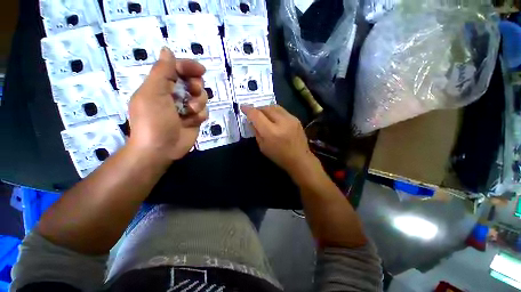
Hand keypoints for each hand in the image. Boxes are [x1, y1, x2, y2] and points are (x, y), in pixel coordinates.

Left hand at [127, 47, 207, 161]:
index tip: (200, 70)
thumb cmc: (152, 120)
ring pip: (201, 94)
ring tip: (190, 111)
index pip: (177, 67)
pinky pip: (204, 110)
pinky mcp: (191, 120)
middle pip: (192, 79)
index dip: (188, 66)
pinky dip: (199, 115)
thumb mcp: (152, 91)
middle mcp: (171, 94)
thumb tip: (166, 49)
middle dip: (196, 84)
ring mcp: (182, 108)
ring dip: (198, 100)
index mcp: (159, 85)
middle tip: (193, 91)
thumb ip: (161, 69)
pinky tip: (190, 122)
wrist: (157, 151)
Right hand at [241, 105, 317, 177]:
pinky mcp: (296, 119)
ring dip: (266, 108)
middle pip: (265, 108)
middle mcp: (281, 122)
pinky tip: (273, 118)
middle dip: (257, 109)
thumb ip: (256, 131)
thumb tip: (251, 121)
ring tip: (262, 114)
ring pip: (274, 107)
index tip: (242, 107)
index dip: (248, 110)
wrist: (300, 159)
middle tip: (253, 113)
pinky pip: (282, 110)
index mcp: (271, 132)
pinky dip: (275, 112)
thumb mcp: (262, 147)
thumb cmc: (279, 156)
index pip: (256, 115)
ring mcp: (291, 119)